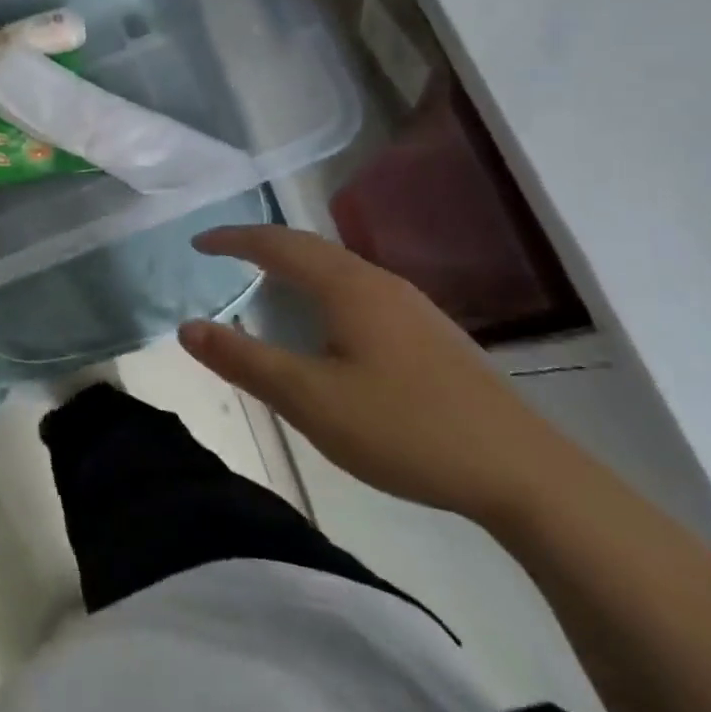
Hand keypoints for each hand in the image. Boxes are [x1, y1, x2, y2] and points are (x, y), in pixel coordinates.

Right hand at [179, 226, 579, 525]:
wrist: (522, 471)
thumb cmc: (405, 428)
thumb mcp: (310, 400)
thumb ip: (245, 361)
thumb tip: (187, 328)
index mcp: (348, 287)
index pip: (278, 245)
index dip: (234, 239)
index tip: (198, 243)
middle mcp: (379, 282)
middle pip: (310, 247)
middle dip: (262, 245)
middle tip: (224, 255)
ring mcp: (411, 305)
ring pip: (339, 267)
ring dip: (295, 265)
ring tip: (267, 283)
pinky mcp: (430, 332)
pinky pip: (359, 289)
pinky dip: (323, 287)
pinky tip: (327, 323)